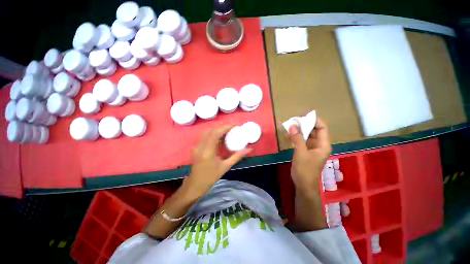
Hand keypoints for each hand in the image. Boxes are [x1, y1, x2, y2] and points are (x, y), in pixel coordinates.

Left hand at [183, 125, 251, 198]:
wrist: (195, 185)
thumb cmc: (211, 177)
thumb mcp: (225, 167)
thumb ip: (237, 156)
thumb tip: (249, 149)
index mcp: (208, 151)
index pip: (216, 133)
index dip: (225, 127)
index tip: (235, 125)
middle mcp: (201, 146)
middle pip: (211, 131)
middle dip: (222, 127)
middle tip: (233, 128)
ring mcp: (197, 146)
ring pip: (207, 132)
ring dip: (218, 130)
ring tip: (228, 131)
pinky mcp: (196, 148)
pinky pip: (205, 137)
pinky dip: (213, 134)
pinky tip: (220, 138)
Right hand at [288, 117, 331, 191]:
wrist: (303, 184)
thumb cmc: (305, 169)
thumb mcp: (301, 153)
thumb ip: (297, 139)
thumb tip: (293, 125)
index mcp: (323, 144)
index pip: (322, 127)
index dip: (314, 120)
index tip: (303, 115)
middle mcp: (319, 144)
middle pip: (314, 130)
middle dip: (304, 124)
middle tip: (293, 120)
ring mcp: (312, 148)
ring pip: (307, 135)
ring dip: (299, 130)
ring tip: (289, 126)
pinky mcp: (305, 151)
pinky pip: (301, 140)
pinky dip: (296, 137)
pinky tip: (288, 135)